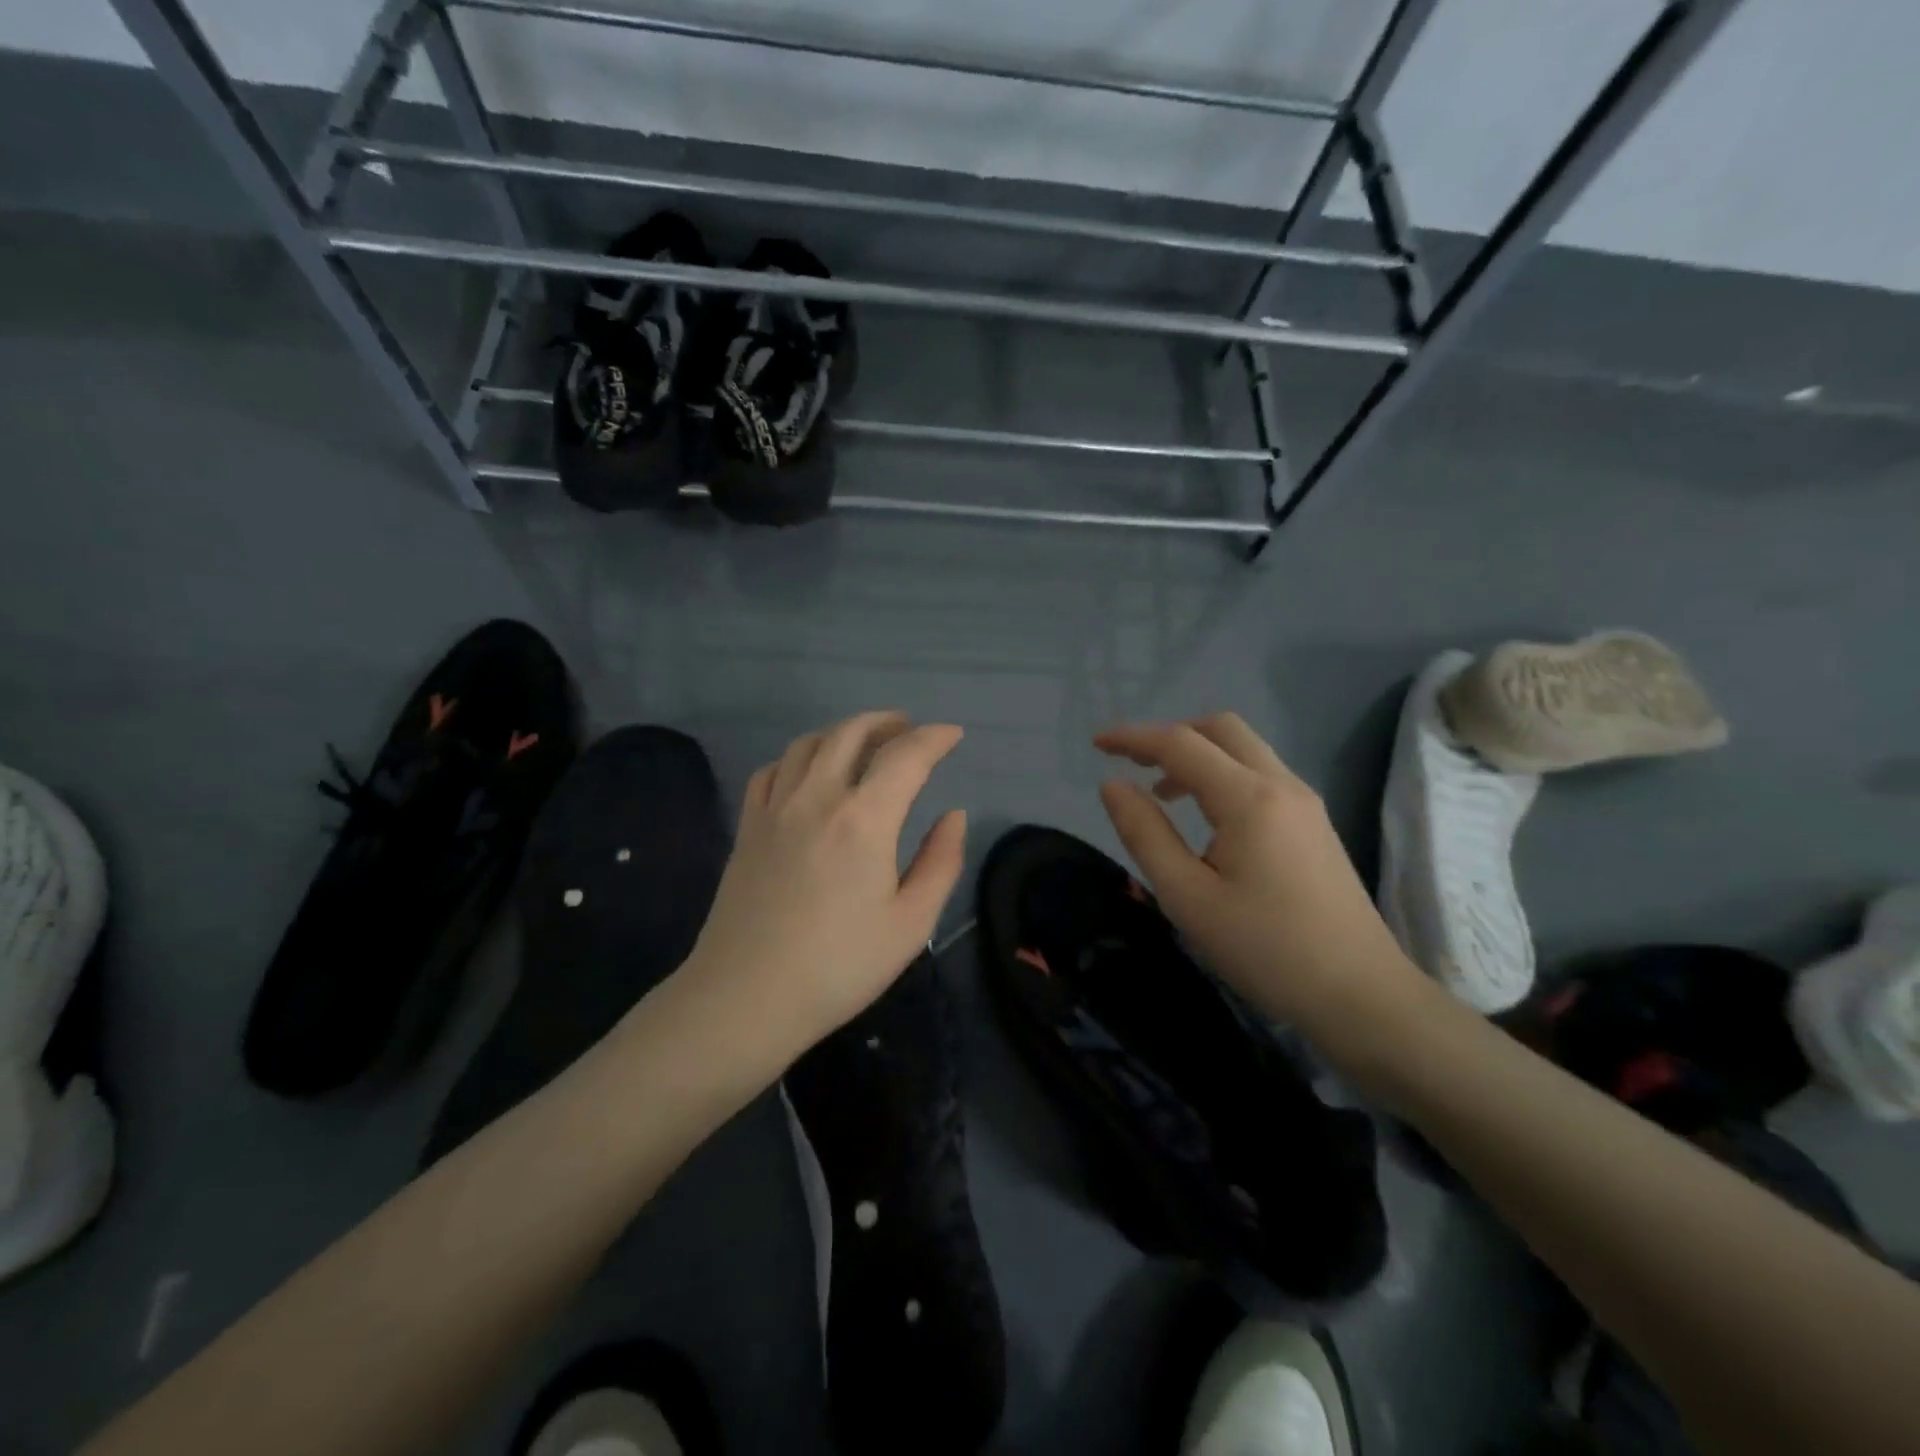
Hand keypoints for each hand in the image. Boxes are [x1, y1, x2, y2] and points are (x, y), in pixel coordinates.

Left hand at [681, 711, 967, 1060]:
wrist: (747, 998)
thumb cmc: (839, 966)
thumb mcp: (911, 924)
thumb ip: (940, 862)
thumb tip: (953, 816)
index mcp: (864, 819)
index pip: (905, 756)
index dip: (934, 738)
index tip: (953, 735)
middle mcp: (817, 797)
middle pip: (850, 733)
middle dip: (886, 722)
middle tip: (908, 729)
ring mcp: (775, 808)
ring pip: (808, 744)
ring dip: (842, 732)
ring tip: (863, 743)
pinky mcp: (748, 826)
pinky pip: (772, 770)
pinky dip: (798, 757)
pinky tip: (808, 772)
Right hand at [1094, 714, 1425, 1037]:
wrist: (1361, 994)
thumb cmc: (1266, 950)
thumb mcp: (1188, 898)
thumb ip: (1145, 834)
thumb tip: (1112, 785)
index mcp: (1248, 799)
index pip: (1181, 744)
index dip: (1133, 738)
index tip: (1096, 744)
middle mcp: (1281, 785)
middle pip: (1220, 728)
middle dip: (1170, 735)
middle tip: (1133, 763)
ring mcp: (1305, 802)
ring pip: (1244, 749)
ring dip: (1198, 754)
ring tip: (1162, 793)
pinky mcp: (1314, 822)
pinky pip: (1261, 774)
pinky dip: (1223, 774)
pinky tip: (1207, 817)